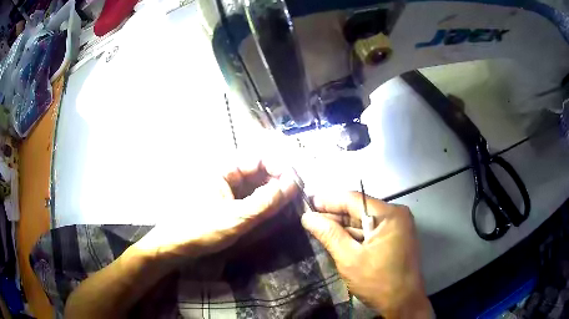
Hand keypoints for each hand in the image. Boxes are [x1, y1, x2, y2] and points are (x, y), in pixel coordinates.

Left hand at [133, 156, 298, 268]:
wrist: (174, 246)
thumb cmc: (200, 229)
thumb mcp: (236, 217)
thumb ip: (266, 201)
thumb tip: (293, 184)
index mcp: (223, 168)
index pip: (259, 158)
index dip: (279, 168)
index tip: (296, 183)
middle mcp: (226, 173)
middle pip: (259, 170)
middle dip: (279, 181)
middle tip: (297, 196)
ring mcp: (227, 188)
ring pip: (257, 184)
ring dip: (274, 192)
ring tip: (290, 204)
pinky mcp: (228, 201)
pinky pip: (251, 197)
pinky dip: (265, 202)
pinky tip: (275, 210)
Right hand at [301, 192, 432, 318]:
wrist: (403, 303)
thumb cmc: (378, 282)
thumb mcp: (350, 259)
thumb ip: (329, 235)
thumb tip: (308, 217)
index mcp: (390, 215)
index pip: (354, 199)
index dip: (329, 200)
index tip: (308, 202)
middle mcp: (396, 216)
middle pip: (360, 209)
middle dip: (335, 214)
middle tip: (310, 217)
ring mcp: (397, 228)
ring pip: (364, 221)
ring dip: (343, 226)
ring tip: (318, 226)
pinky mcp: (395, 239)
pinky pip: (371, 231)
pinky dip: (354, 235)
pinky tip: (337, 237)